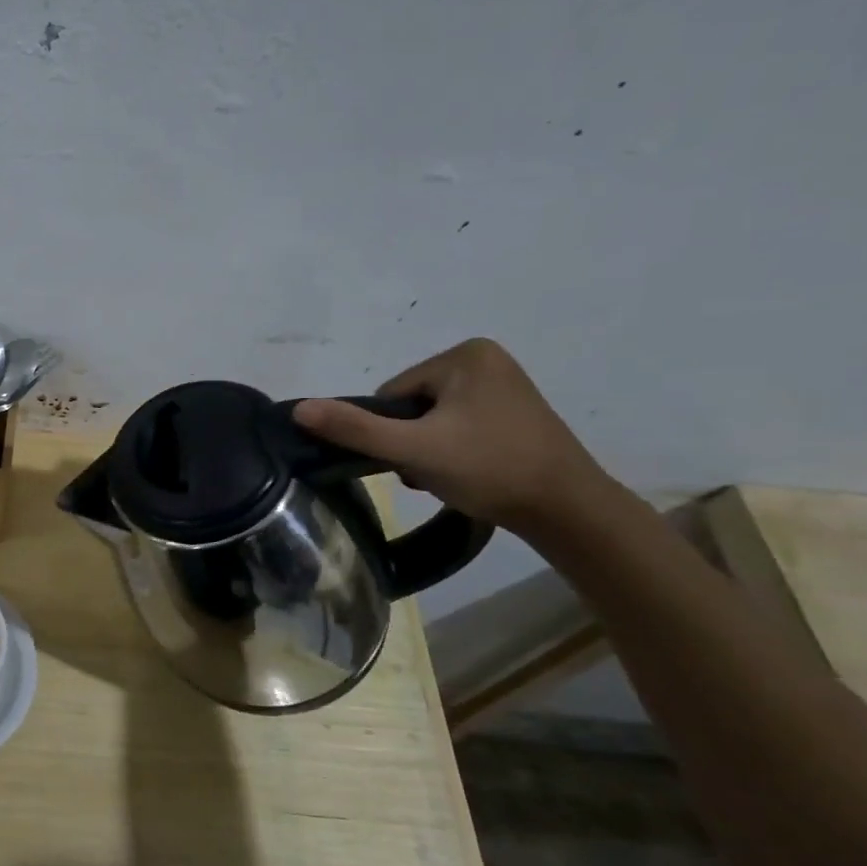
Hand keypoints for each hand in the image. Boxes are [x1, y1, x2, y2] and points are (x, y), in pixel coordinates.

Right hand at [294, 338, 610, 535]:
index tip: (417, 459)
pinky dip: (452, 449)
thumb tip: (299, 409)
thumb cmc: (489, 469)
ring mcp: (504, 384)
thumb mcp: (413, 449)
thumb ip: (355, 428)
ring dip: (428, 448)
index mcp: (464, 355)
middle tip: (433, 471)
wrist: (567, 510)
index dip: (392, 432)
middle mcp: (485, 358)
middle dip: (411, 441)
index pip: (393, 394)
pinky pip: (458, 424)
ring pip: (432, 418)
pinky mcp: (514, 410)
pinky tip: (468, 471)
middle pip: (411, 405)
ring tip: (452, 475)